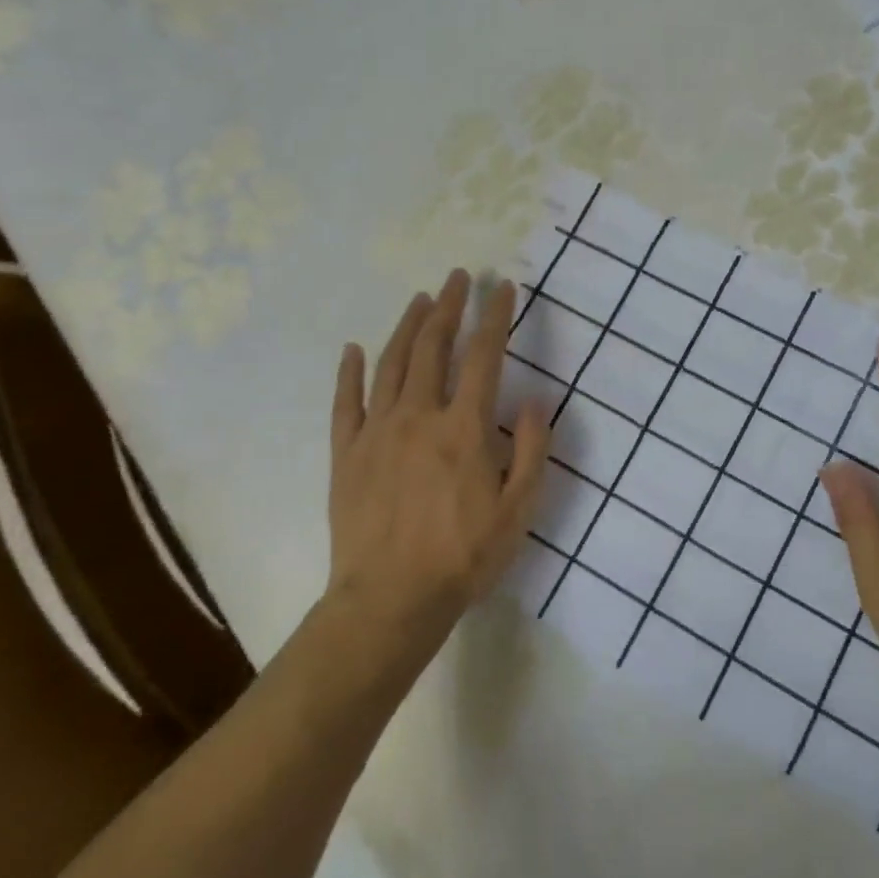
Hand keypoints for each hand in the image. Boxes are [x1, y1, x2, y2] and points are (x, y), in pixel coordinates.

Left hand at [322, 270, 550, 683]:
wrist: (390, 599)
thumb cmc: (464, 556)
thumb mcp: (519, 510)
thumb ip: (531, 451)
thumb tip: (533, 401)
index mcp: (464, 428)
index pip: (484, 357)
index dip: (496, 317)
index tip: (503, 288)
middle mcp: (419, 416)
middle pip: (434, 347)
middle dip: (449, 306)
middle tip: (457, 278)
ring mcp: (377, 432)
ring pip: (391, 364)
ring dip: (407, 326)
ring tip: (419, 299)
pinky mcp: (347, 453)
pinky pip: (346, 402)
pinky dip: (350, 372)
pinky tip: (354, 349)